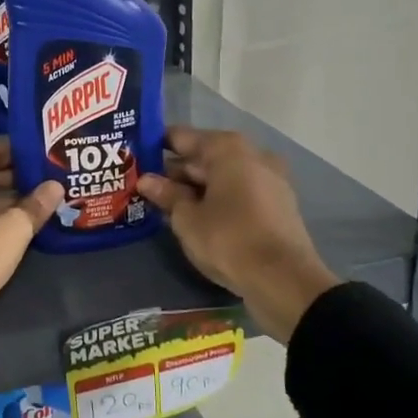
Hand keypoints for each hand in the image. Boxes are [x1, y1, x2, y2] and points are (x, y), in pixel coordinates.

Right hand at [137, 127, 341, 340]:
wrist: (285, 281)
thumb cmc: (229, 240)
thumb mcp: (187, 219)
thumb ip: (166, 195)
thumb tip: (146, 180)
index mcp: (227, 149)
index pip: (181, 137)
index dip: (155, 146)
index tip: (133, 157)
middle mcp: (251, 155)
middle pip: (203, 157)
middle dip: (174, 172)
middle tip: (142, 186)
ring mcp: (269, 180)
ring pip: (221, 177)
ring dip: (195, 189)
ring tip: (163, 205)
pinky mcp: (277, 205)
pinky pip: (238, 193)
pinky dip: (216, 200)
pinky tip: (194, 217)